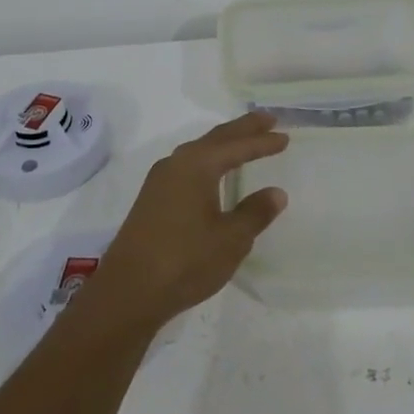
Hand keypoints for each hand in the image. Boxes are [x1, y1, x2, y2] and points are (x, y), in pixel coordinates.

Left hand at [92, 111, 289, 329]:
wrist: (128, 292)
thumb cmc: (185, 261)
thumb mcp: (231, 239)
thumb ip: (255, 213)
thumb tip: (276, 193)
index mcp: (197, 165)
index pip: (237, 146)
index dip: (263, 142)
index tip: (285, 136)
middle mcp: (176, 164)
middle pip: (215, 138)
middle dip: (243, 129)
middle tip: (268, 120)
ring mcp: (159, 181)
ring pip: (199, 151)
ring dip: (224, 144)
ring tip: (244, 141)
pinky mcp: (152, 200)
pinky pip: (187, 167)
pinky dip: (208, 162)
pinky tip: (213, 174)